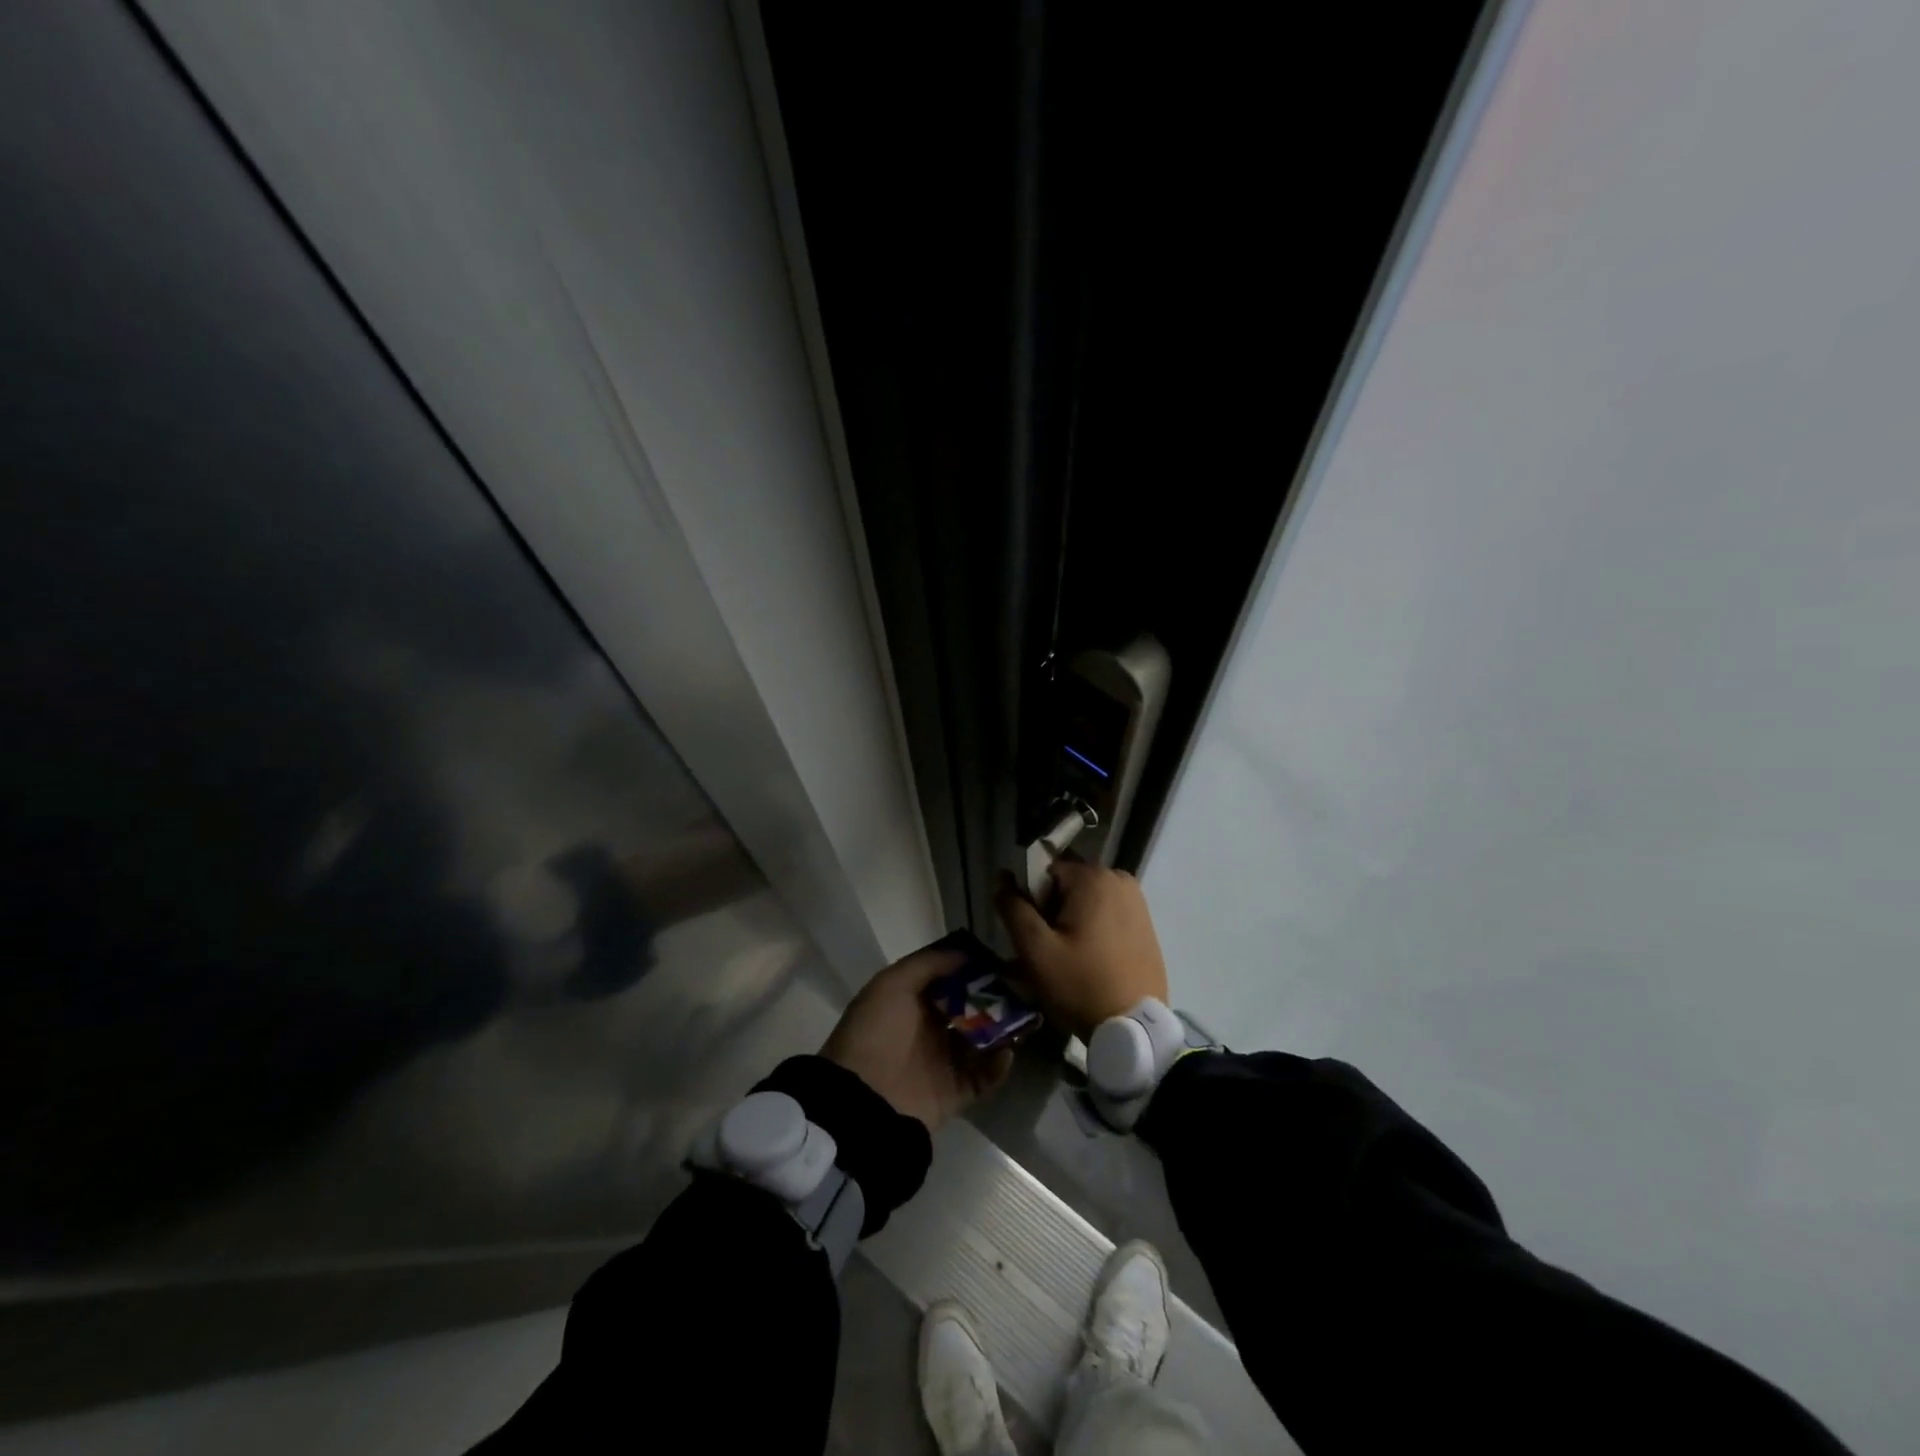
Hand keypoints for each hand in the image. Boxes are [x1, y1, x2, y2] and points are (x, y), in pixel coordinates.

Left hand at [820, 945, 1012, 1132]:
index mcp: (911, 1002)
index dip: (973, 970)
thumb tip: (965, 954)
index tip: (1001, 960)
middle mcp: (928, 1029)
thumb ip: (928, 964)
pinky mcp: (954, 1093)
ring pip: (981, 1041)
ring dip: (1002, 1030)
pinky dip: (997, 1066)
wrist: (864, 1099)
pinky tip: (1007, 1052)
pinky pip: (983, 1077)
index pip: (948, 980)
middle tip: (1023, 988)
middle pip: (969, 1009)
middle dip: (994, 999)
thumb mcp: (893, 984)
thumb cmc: (877, 1031)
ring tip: (1025, 1018)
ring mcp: (942, 1062)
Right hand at [995, 862, 1169, 1040]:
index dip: (1032, 899)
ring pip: (1086, 899)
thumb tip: (1002, 878)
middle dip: (1052, 909)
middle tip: (1050, 949)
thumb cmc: (1081, 985)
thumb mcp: (1036, 949)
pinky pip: (1106, 912)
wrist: (1135, 1028)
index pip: (1044, 871)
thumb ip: (1013, 908)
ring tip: (1069, 957)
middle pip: (1067, 883)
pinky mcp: (1145, 920)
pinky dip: (1092, 927)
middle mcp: (1118, 878)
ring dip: (1071, 920)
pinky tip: (1090, 958)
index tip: (1035, 933)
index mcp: (1093, 877)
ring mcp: (1136, 899)